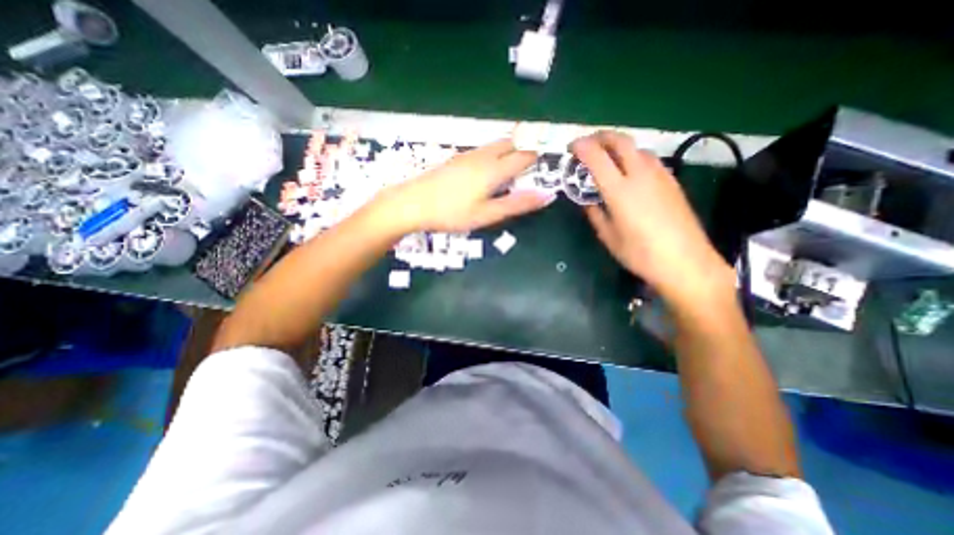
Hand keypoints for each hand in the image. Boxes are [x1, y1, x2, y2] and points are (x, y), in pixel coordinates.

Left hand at [373, 141, 550, 231]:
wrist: (412, 204)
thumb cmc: (452, 213)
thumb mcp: (487, 214)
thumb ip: (517, 204)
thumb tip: (546, 196)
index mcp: (494, 169)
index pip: (524, 156)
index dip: (537, 160)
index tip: (544, 168)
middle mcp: (483, 156)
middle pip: (511, 143)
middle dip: (523, 151)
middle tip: (528, 170)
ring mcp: (467, 155)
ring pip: (495, 145)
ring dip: (508, 151)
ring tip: (511, 171)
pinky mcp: (456, 159)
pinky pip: (482, 150)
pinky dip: (493, 155)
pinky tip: (487, 172)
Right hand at [568, 130, 732, 309]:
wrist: (686, 262)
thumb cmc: (640, 254)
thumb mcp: (608, 237)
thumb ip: (595, 214)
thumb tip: (588, 202)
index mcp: (620, 190)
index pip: (597, 157)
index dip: (582, 147)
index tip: (572, 148)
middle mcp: (640, 175)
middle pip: (621, 141)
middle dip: (601, 137)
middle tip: (588, 145)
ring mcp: (660, 175)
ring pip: (637, 148)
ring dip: (618, 147)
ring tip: (607, 159)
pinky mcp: (672, 181)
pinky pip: (650, 159)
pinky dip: (634, 158)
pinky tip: (630, 173)